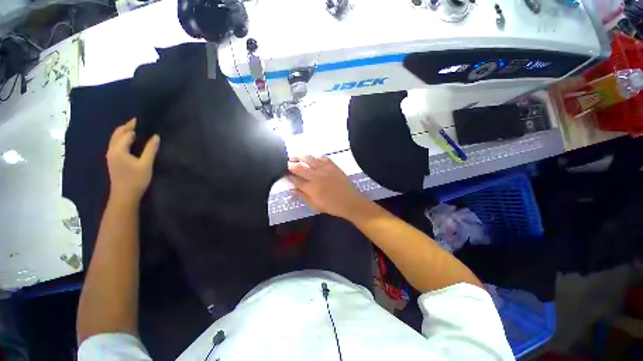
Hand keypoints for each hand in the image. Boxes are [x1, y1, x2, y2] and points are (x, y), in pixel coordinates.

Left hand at [106, 119, 159, 201]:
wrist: (124, 195)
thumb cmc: (136, 179)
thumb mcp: (146, 164)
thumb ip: (150, 149)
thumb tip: (155, 136)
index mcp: (118, 150)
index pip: (126, 133)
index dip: (133, 126)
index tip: (141, 120)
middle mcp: (112, 150)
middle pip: (117, 134)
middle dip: (126, 127)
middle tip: (137, 122)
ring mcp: (111, 155)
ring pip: (115, 139)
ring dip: (123, 132)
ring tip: (134, 129)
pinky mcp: (113, 160)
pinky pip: (115, 144)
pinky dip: (122, 139)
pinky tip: (129, 141)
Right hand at [287, 156, 369, 219]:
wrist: (351, 202)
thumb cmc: (332, 206)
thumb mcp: (315, 206)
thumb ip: (303, 197)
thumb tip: (292, 190)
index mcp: (311, 188)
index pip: (295, 180)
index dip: (288, 177)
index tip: (284, 174)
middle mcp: (316, 177)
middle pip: (300, 167)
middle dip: (291, 165)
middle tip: (287, 163)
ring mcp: (325, 169)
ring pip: (309, 159)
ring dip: (300, 157)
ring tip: (296, 156)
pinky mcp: (333, 166)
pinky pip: (323, 157)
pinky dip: (316, 156)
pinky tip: (313, 158)